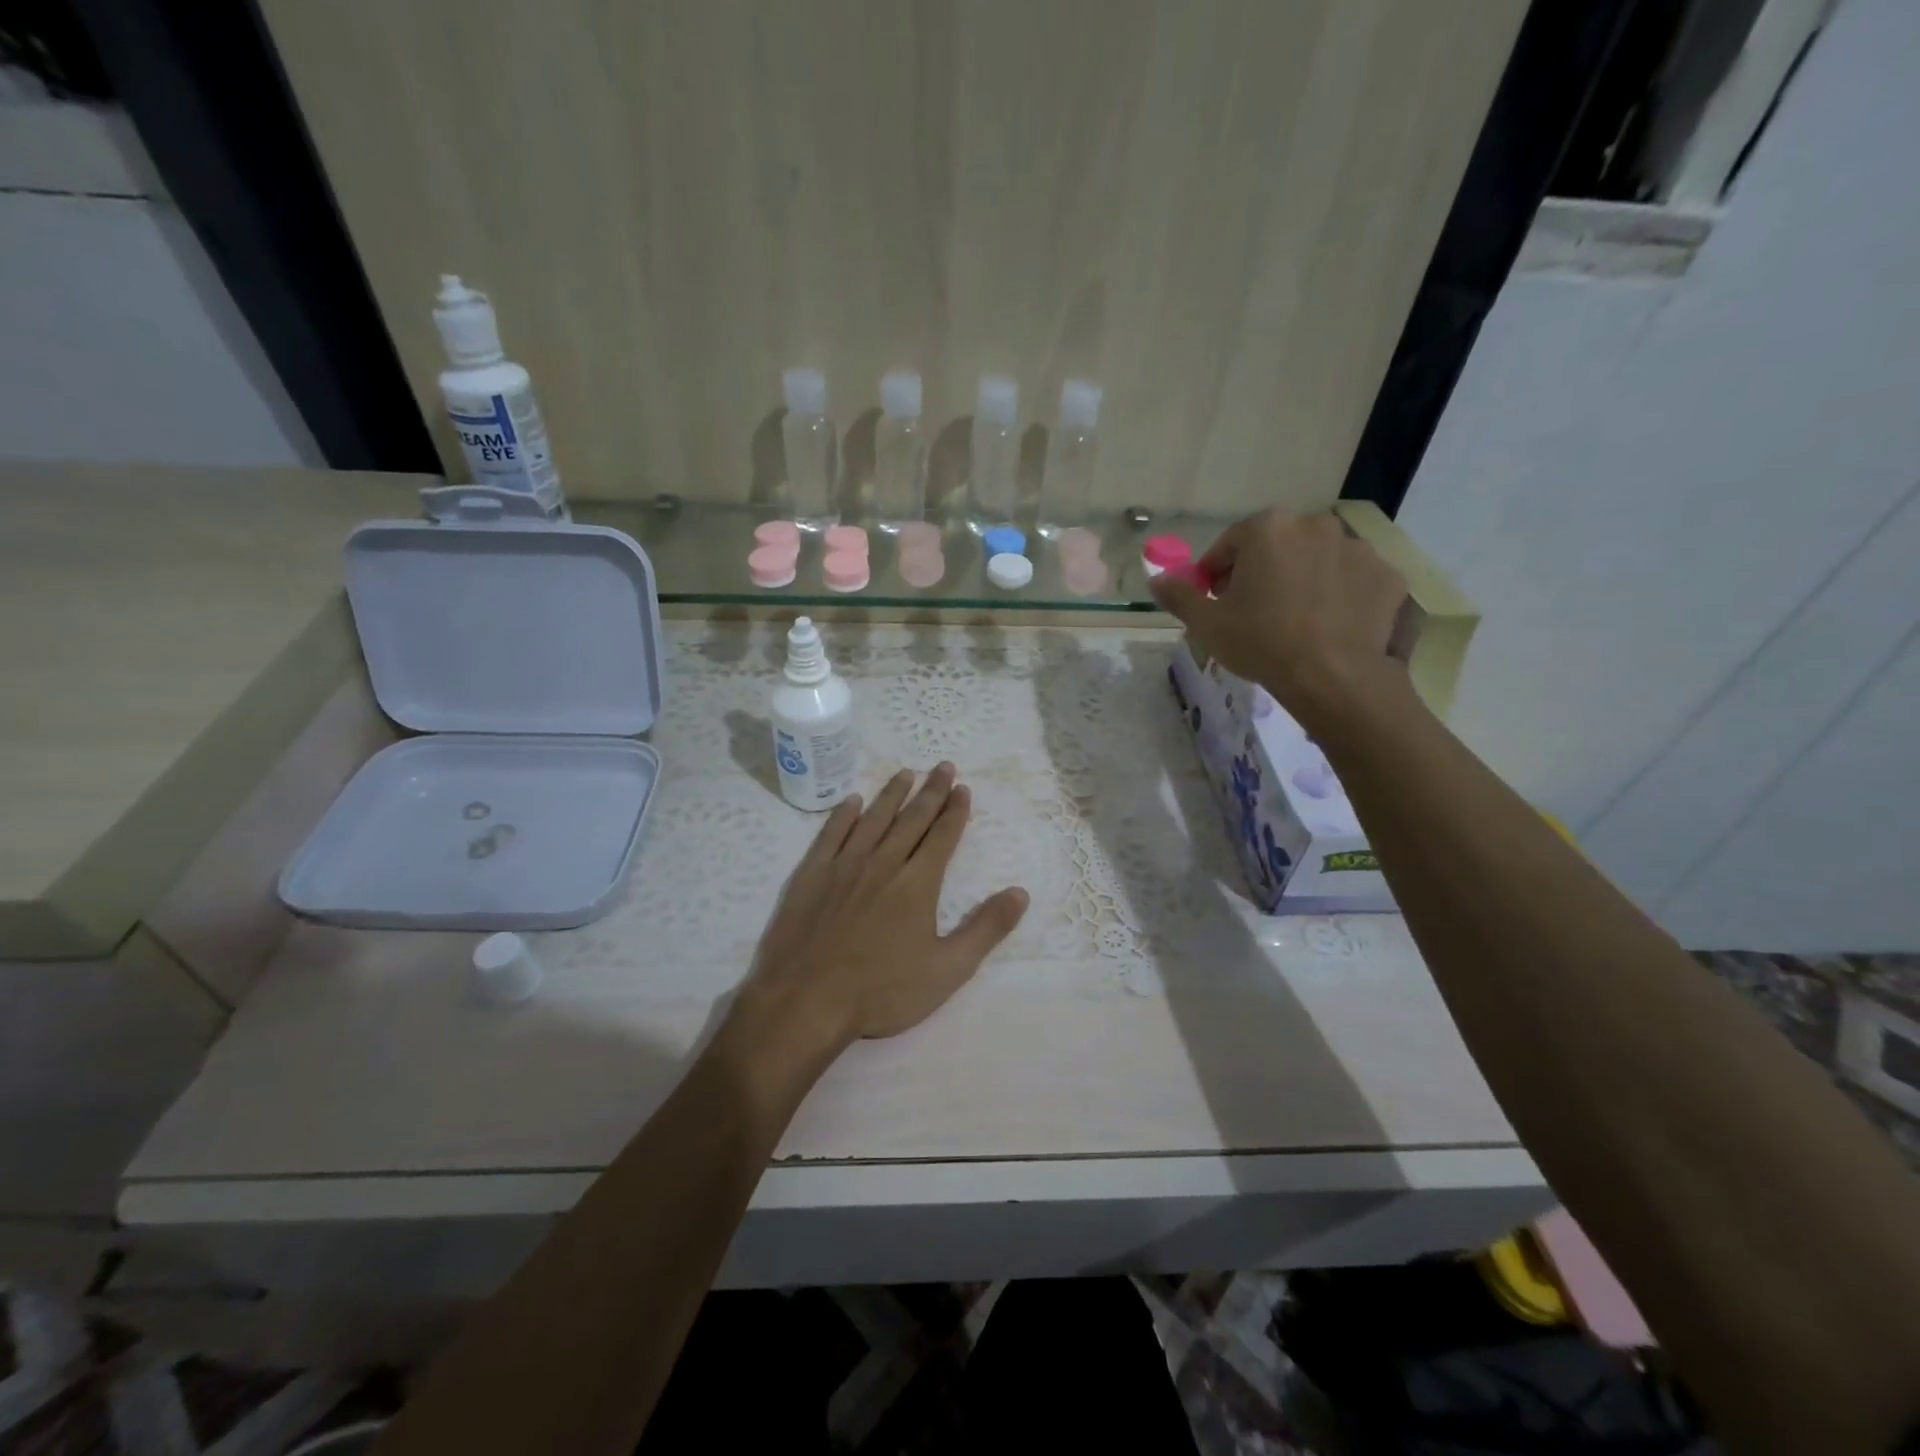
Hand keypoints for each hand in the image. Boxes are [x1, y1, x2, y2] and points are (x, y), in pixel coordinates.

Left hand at [732, 764, 1028, 1063]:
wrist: (805, 1001)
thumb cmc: (881, 991)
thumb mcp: (947, 969)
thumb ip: (986, 928)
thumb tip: (1020, 892)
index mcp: (917, 884)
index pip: (942, 837)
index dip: (955, 811)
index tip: (963, 788)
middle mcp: (883, 863)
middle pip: (911, 819)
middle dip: (930, 791)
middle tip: (943, 766)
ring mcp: (843, 866)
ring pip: (873, 819)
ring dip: (891, 794)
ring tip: (905, 773)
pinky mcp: (811, 875)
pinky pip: (830, 835)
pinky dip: (842, 815)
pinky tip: (851, 801)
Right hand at [1151, 509, 1410, 730]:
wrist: (1334, 677)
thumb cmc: (1262, 643)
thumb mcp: (1207, 624)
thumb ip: (1179, 596)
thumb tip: (1157, 580)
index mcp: (1268, 529)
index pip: (1230, 544)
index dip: (1216, 573)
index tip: (1214, 600)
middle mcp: (1315, 525)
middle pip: (1276, 546)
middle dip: (1261, 572)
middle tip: (1253, 612)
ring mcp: (1357, 548)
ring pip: (1316, 561)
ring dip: (1301, 580)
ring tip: (1294, 621)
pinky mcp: (1386, 575)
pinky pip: (1352, 580)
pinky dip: (1339, 595)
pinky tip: (1329, 626)